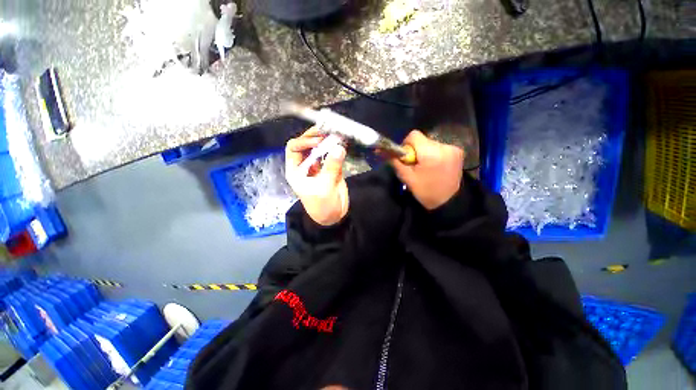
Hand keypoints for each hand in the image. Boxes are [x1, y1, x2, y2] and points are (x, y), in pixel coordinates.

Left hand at [285, 127, 348, 225]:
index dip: (304, 141)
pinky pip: (331, 155)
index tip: (318, 140)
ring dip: (327, 141)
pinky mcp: (330, 168)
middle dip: (315, 137)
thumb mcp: (324, 187)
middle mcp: (305, 165)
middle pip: (306, 145)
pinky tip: (342, 143)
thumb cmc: (322, 205)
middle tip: (327, 131)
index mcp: (296, 170)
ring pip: (319, 148)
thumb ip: (331, 167)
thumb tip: (339, 148)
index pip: (294, 148)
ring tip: (336, 134)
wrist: (334, 216)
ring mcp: (318, 166)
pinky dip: (336, 149)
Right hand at [390, 130, 464, 209]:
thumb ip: (396, 161)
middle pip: (422, 139)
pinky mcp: (458, 152)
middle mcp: (444, 146)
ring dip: (425, 152)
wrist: (448, 202)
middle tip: (416, 165)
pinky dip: (434, 153)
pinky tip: (435, 166)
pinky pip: (440, 147)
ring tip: (426, 167)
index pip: (414, 135)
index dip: (406, 144)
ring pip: (431, 143)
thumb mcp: (406, 178)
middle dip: (416, 150)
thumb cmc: (425, 191)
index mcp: (430, 153)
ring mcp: (453, 148)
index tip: (407, 157)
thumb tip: (384, 150)